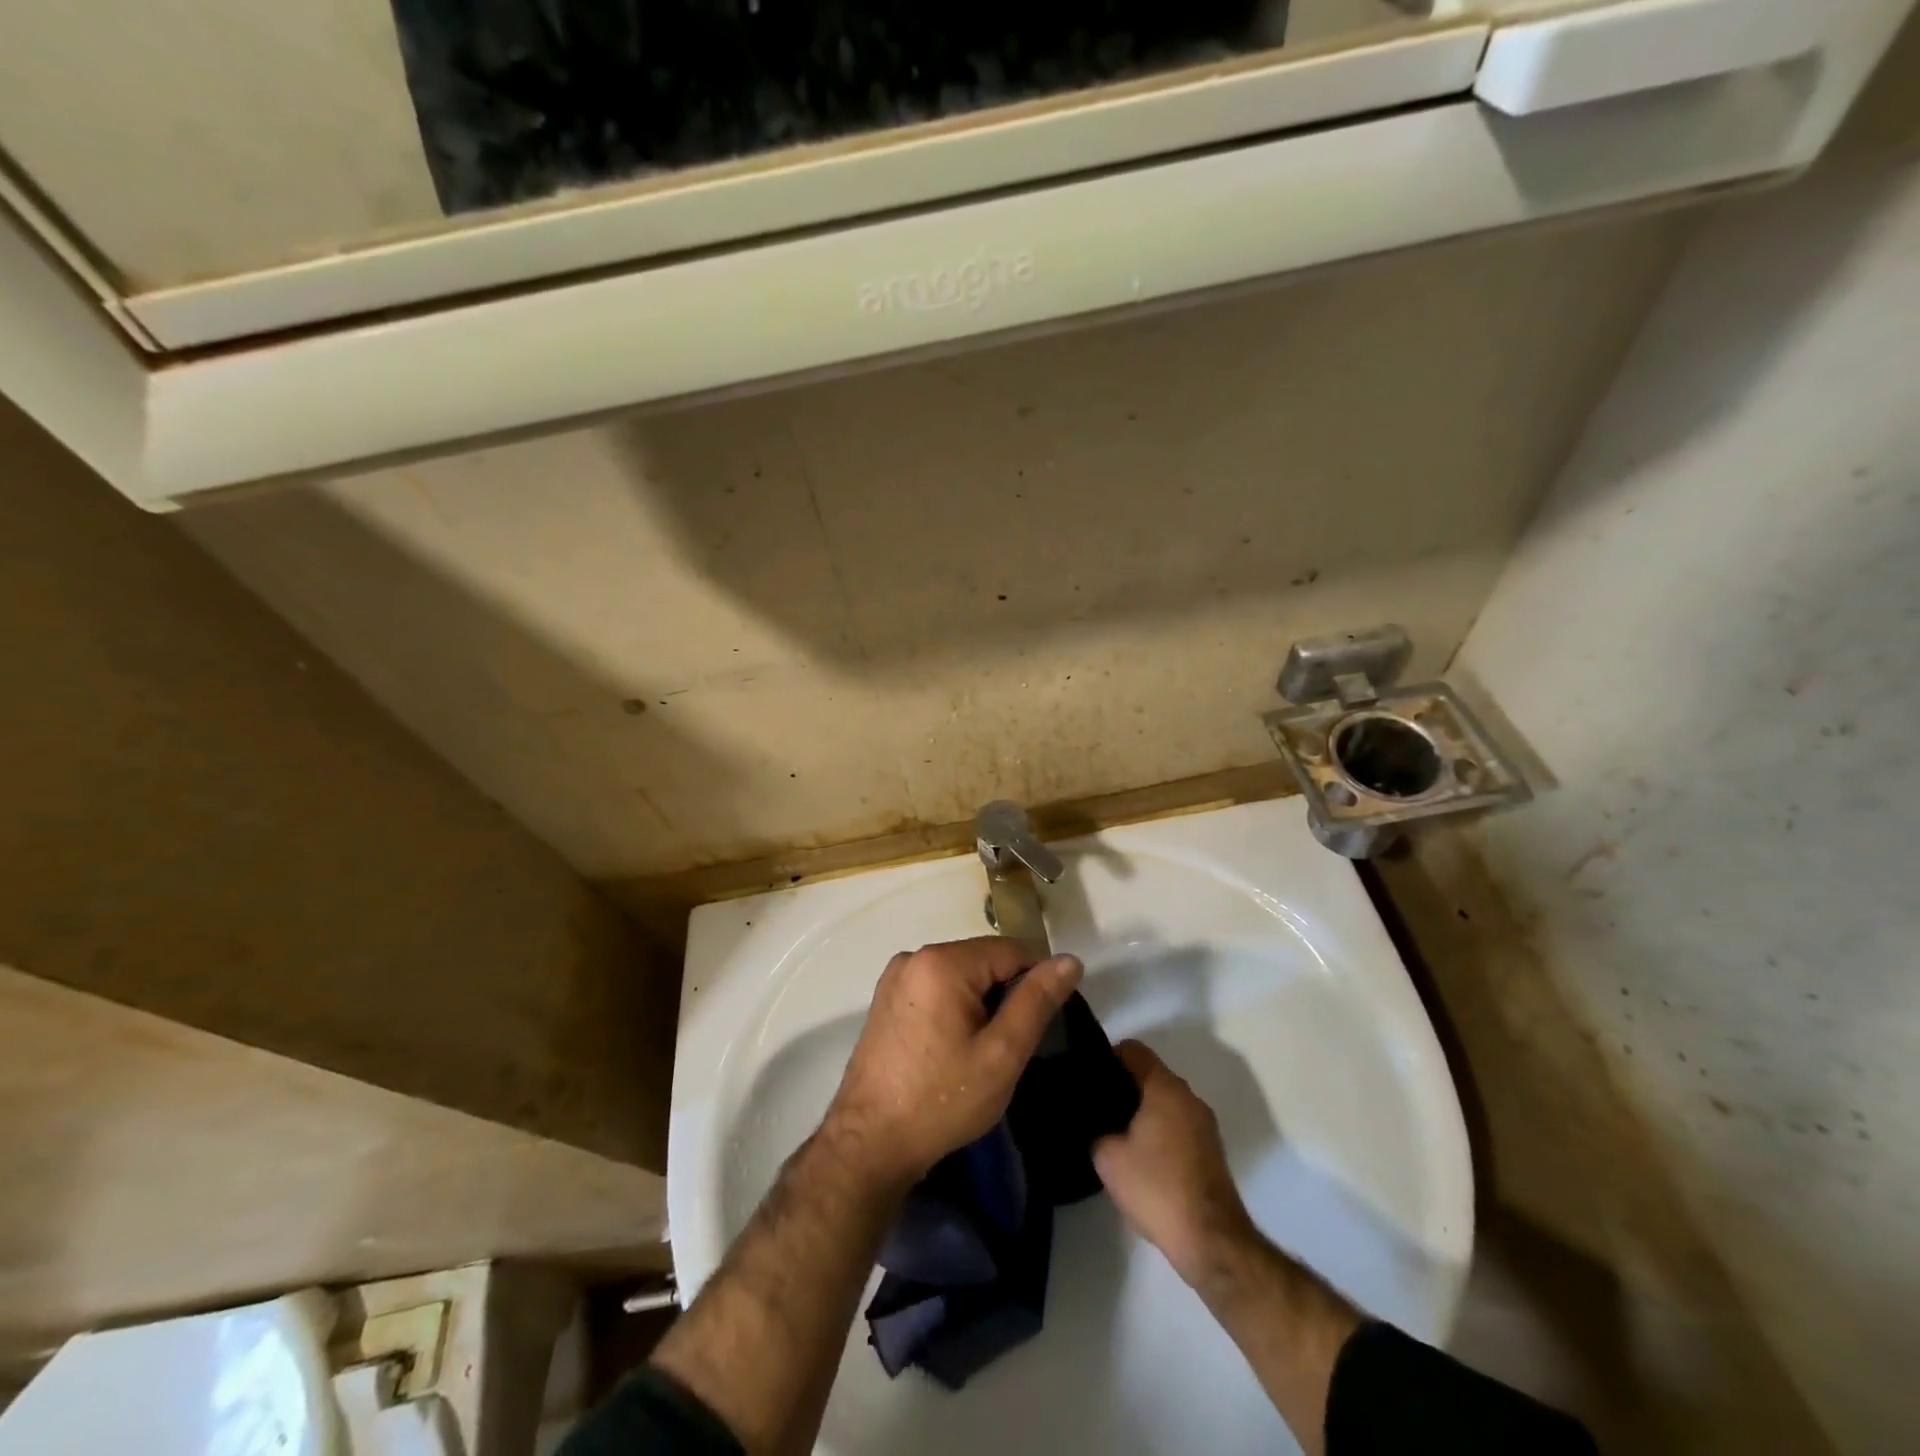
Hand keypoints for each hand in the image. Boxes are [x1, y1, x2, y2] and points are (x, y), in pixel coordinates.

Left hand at [825, 937, 1082, 1193]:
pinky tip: (955, 1048)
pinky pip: (936, 988)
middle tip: (1012, 1045)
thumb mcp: (1001, 1054)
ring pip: (961, 975)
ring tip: (984, 1051)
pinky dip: (956, 1008)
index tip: (1044, 1023)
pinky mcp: (886, 999)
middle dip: (1006, 993)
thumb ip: (1037, 1001)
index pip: (1011, 950)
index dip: (1036, 982)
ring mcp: (895, 977)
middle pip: (983, 960)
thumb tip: (1070, 960)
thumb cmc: (940, 1100)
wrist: (868, 1144)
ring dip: (982, 1002)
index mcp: (942, 961)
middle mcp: (914, 957)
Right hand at [1094, 1041, 1256, 1288]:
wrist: (1211, 1241)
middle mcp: (1188, 1096)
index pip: (1132, 1049)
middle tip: (1096, 1108)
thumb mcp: (1108, 1157)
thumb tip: (1093, 1118)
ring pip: (1164, 1099)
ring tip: (1115, 1133)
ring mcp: (1204, 1123)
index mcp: (1165, 1087)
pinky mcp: (1210, 1149)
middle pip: (1149, 1073)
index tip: (1088, 1080)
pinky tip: (1140, 1156)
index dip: (1106, 1058)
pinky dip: (1158, 1128)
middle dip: (1122, 1085)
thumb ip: (1095, 1126)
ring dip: (1141, 1109)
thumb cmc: (1157, 1188)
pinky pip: (1177, 1122)